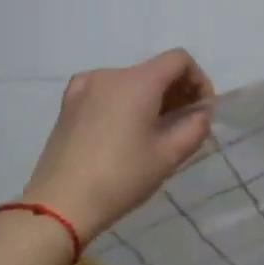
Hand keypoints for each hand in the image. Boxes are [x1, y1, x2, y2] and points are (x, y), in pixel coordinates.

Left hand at [21, 50, 214, 241]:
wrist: (60, 204)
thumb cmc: (122, 177)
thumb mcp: (170, 155)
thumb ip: (196, 126)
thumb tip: (201, 112)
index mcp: (137, 81)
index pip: (179, 60)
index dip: (199, 80)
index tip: (202, 110)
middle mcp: (110, 74)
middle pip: (154, 69)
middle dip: (177, 91)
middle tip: (185, 124)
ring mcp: (84, 87)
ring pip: (131, 81)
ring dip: (151, 98)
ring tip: (156, 131)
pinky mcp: (69, 104)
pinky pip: (108, 92)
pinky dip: (125, 103)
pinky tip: (126, 131)